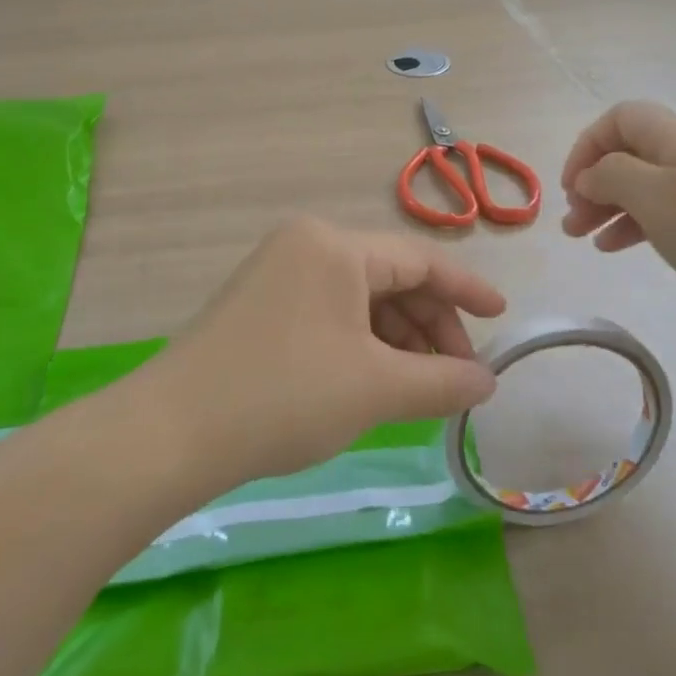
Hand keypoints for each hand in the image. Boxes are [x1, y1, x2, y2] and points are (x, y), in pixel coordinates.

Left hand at [153, 217, 504, 482]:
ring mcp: (277, 271)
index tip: (503, 317)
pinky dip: (360, 343)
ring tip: (421, 388)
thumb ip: (443, 381)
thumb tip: (488, 382)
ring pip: (359, 298)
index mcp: (334, 244)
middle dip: (430, 326)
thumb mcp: (376, 388)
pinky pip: (328, 312)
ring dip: (397, 339)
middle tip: (458, 377)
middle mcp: (305, 243)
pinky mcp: (259, 303)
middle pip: (389, 277)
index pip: (419, 259)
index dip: (466, 290)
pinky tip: (375, 382)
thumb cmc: (285, 396)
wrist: (172, 432)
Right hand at [560, 101, 675, 355]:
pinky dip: (643, 226)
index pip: (619, 119)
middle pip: (632, 153)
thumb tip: (592, 173)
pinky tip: (623, 249)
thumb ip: (611, 176)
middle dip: (594, 183)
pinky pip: (674, 213)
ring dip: (613, 208)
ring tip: (587, 242)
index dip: (586, 146)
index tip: (570, 188)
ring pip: (650, 187)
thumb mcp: (654, 197)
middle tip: (571, 224)